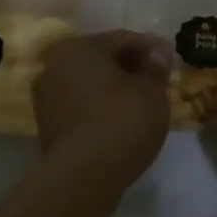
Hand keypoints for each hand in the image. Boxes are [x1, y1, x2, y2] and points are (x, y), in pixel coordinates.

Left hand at [34, 31, 172, 187]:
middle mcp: (54, 64)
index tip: (170, 57)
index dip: (150, 47)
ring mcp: (46, 96)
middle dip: (130, 66)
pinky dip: (100, 106)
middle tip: (157, 79)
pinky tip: (120, 119)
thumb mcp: (152, 92)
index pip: (122, 39)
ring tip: (141, 100)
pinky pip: (81, 105)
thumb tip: (158, 54)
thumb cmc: (121, 122)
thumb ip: (156, 68)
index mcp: (78, 47)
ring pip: (89, 83)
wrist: (83, 177)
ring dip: (114, 87)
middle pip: (101, 59)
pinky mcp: (46, 124)